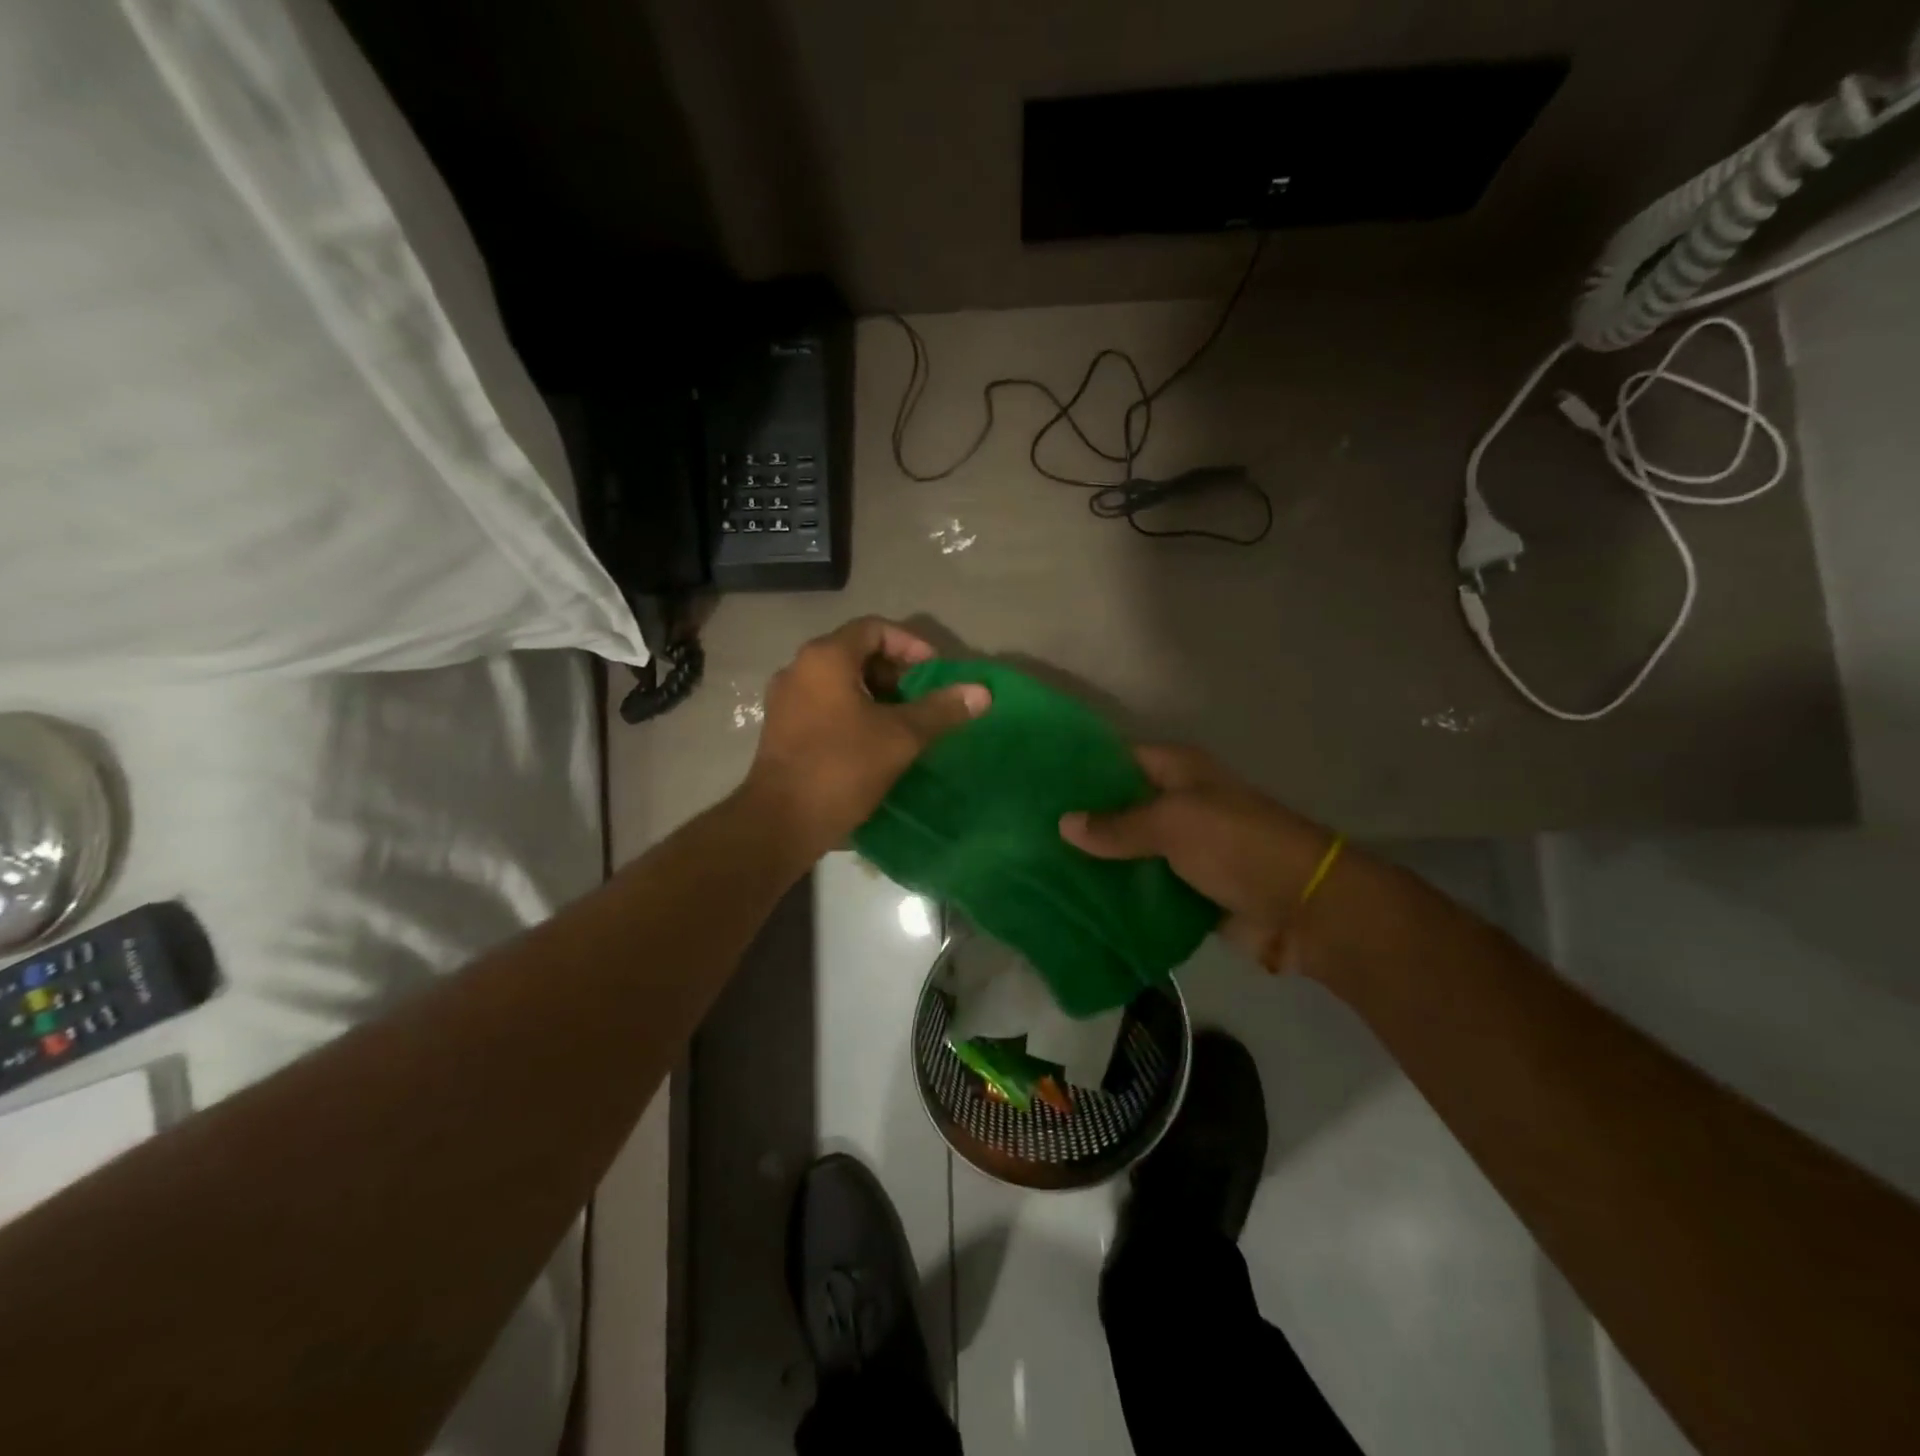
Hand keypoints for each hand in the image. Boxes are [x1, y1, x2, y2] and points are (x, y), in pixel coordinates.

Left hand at [745, 617, 989, 856]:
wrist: (781, 822)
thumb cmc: (842, 768)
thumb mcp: (900, 737)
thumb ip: (941, 710)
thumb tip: (982, 692)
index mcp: (825, 658)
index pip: (874, 628)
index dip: (911, 644)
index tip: (935, 672)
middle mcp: (799, 669)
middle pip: (855, 652)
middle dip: (895, 671)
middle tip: (923, 698)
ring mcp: (785, 700)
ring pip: (840, 682)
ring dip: (876, 695)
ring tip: (904, 722)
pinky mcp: (782, 729)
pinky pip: (825, 705)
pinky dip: (854, 712)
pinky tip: (875, 742)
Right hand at [1059, 744, 1333, 971]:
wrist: (1304, 907)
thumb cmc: (1238, 845)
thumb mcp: (1175, 822)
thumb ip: (1118, 824)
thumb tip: (1064, 824)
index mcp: (1177, 771)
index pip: (1116, 759)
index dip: (1078, 769)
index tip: (1033, 782)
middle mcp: (1175, 803)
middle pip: (1117, 806)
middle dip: (1078, 820)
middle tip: (1023, 830)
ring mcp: (1179, 848)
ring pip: (1125, 850)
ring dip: (1093, 860)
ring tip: (1035, 865)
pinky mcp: (1183, 888)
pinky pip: (1139, 886)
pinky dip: (1114, 893)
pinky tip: (1071, 899)